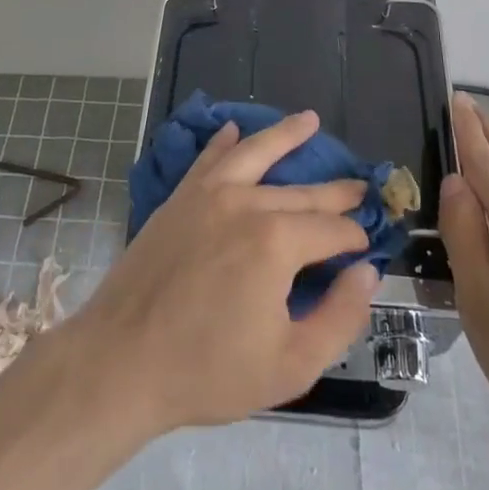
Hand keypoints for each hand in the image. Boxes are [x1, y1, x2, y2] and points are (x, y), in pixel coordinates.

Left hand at [71, 110, 378, 431]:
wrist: (121, 361)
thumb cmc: (208, 370)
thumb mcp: (291, 365)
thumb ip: (340, 317)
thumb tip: (367, 272)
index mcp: (277, 241)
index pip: (332, 230)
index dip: (354, 238)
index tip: (365, 248)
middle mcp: (246, 203)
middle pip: (302, 192)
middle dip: (336, 192)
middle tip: (360, 187)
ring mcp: (208, 194)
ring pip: (255, 153)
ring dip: (285, 134)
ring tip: (310, 120)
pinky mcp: (179, 198)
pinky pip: (208, 159)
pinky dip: (223, 141)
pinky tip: (233, 128)